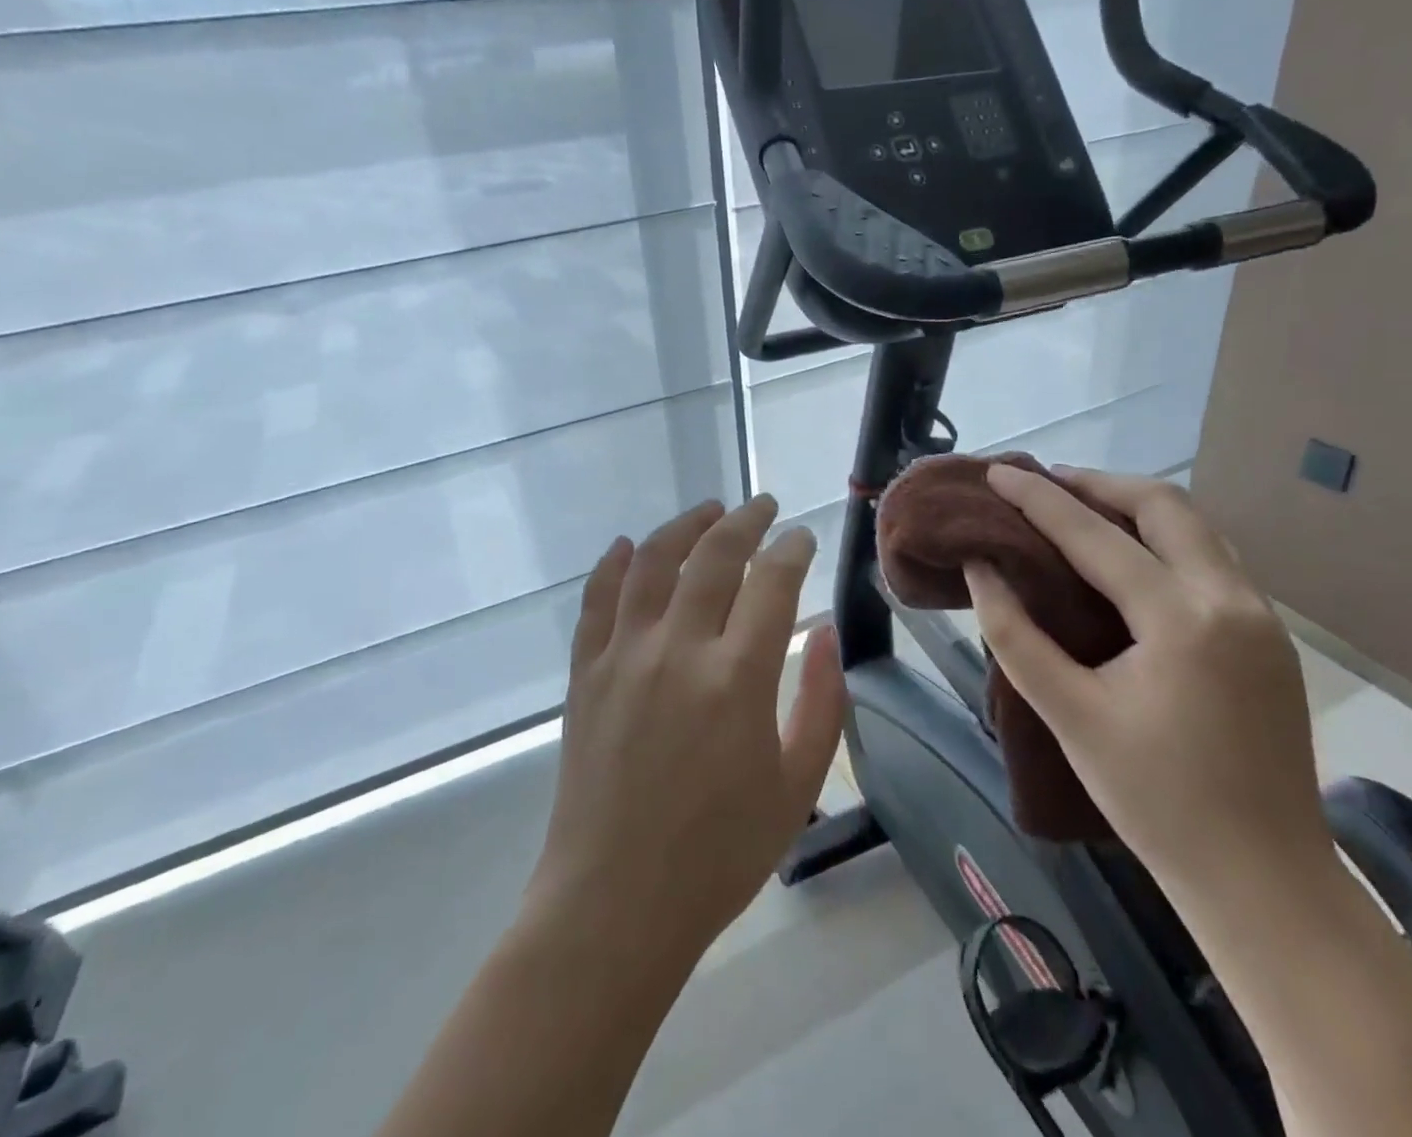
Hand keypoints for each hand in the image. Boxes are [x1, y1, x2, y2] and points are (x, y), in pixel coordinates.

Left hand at [525, 496, 846, 969]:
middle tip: (762, 507)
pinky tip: (629, 545)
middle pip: (714, 555)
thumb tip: (826, 630)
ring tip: (707, 510)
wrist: (614, 903)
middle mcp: (679, 649)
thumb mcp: (797, 786)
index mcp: (739, 677)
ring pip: (653, 562)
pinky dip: (614, 564)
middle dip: (745, 521)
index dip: (792, 549)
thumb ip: (822, 702)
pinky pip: (597, 599)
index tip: (802, 537)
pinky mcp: (585, 672)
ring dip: (684, 526)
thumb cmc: (719, 854)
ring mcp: (624, 655)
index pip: (773, 581)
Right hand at [965, 466, 1333, 901]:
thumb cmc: (1155, 800)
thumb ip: (1015, 634)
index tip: (998, 470)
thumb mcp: (1069, 713)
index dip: (1038, 499)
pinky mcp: (1269, 638)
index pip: (1094, 536)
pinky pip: (1211, 560)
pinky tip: (1129, 560)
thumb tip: (982, 568)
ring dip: (1135, 507)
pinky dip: (1163, 540)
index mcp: (1181, 618)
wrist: (1265, 881)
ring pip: (1196, 527)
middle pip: (1164, 505)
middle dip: (1098, 484)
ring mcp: (1261, 617)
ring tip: (1080, 509)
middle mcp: (1231, 599)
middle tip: (1045, 484)